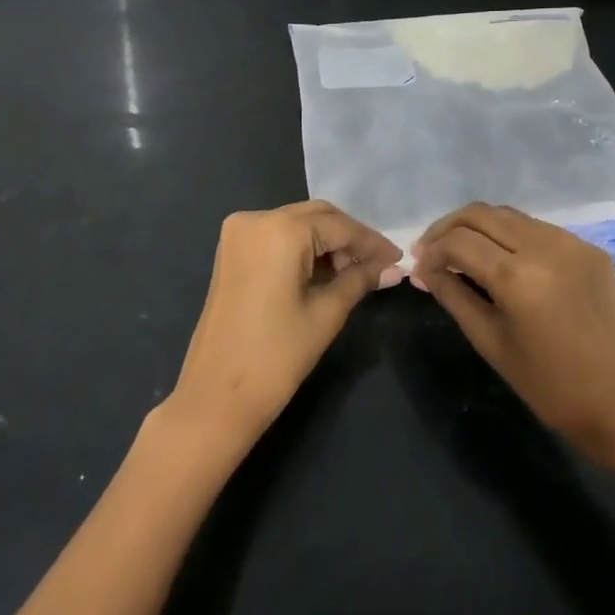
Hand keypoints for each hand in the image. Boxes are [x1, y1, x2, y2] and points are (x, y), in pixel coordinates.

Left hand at [166, 201, 401, 454]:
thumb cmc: (276, 356)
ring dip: (327, 244)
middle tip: (380, 266)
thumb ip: (359, 280)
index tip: (398, 259)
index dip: (372, 242)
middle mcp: (255, 219)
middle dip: (349, 239)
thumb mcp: (325, 314)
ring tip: (356, 274)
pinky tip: (326, 273)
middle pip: (316, 217)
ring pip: (296, 225)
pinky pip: (277, 238)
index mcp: (279, 230)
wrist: (215, 397)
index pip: (338, 227)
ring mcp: (237, 234)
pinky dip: (303, 249)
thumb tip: (393, 268)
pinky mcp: (231, 252)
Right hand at [411, 203, 614, 458]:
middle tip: (430, 250)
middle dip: (448, 228)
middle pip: (481, 214)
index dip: (431, 251)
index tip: (419, 268)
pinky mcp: (589, 247)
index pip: (459, 242)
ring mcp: (572, 242)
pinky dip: (510, 236)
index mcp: (518, 277)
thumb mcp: (488, 339)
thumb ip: (452, 294)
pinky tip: (501, 259)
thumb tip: (422, 269)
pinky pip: (537, 229)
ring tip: (460, 251)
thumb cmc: (544, 382)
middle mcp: (546, 247)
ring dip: (478, 228)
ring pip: (509, 215)